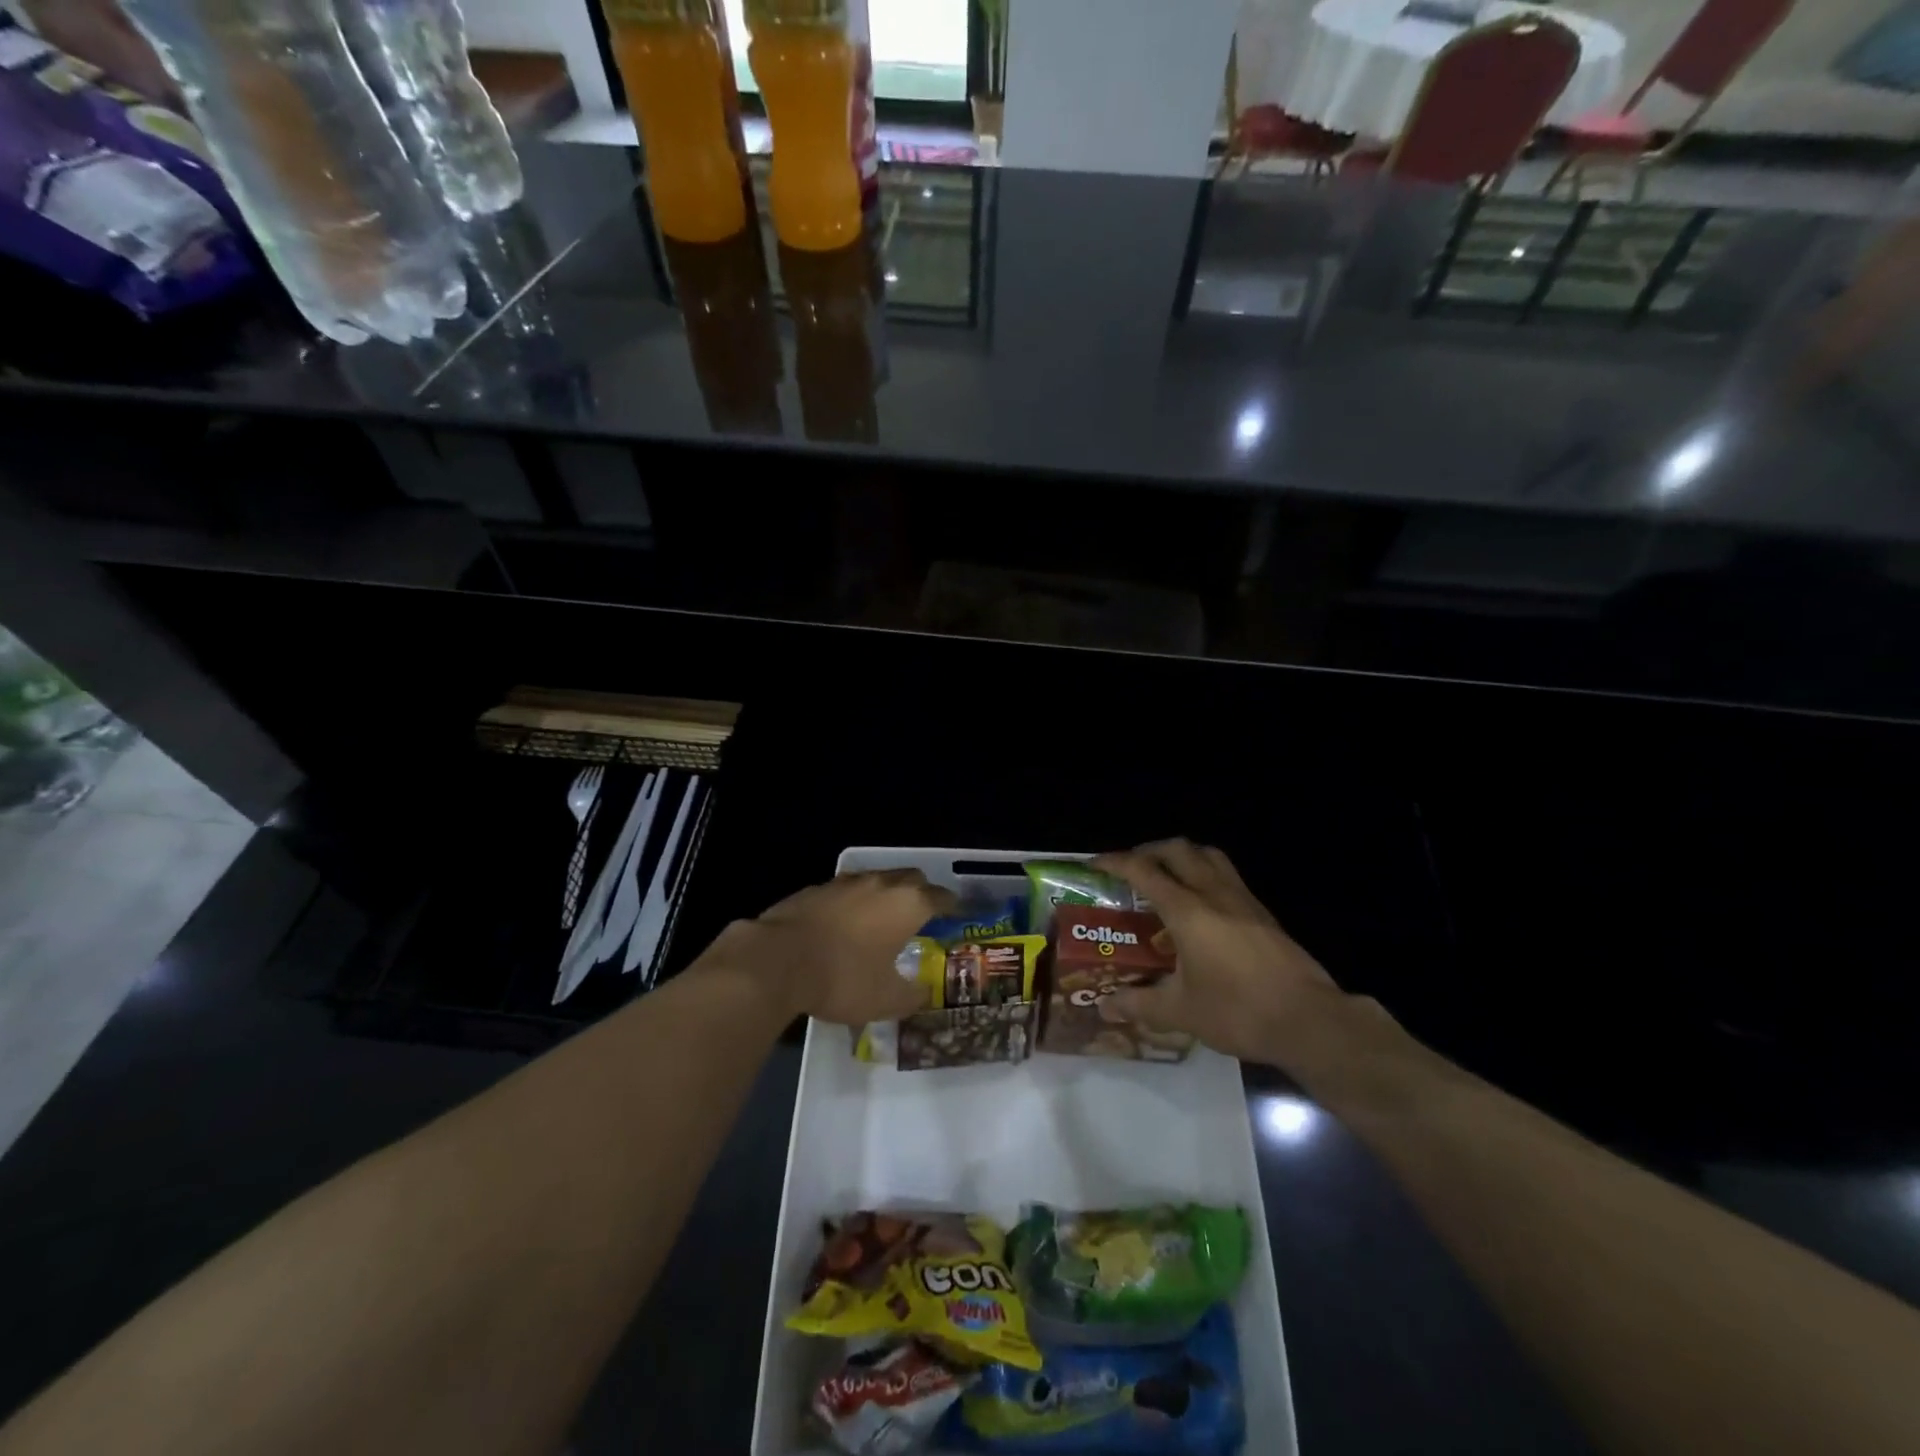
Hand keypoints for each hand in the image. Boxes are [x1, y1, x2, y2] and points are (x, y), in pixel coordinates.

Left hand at [719, 869, 956, 1025]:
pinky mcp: (815, 889)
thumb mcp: (885, 1000)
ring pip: (877, 879)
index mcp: (907, 904)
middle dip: (921, 892)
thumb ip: (911, 995)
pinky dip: (853, 903)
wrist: (777, 961)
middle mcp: (880, 884)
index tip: (957, 915)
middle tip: (922, 915)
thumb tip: (923, 993)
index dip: (952, 906)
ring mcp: (845, 882)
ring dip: (885, 894)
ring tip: (882, 919)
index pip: (940, 897)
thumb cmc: (842, 978)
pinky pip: (845, 891)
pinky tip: (844, 925)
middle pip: (911, 877)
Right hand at [1093, 840, 1353, 1068]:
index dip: (1115, 862)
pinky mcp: (1264, 915)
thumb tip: (1106, 1007)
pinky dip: (1205, 875)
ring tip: (1167, 877)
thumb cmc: (1239, 1011)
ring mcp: (1244, 901)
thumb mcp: (1181, 1012)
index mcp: (1188, 911)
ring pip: (1209, 856)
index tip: (1094, 865)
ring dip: (1182, 857)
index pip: (1144, 871)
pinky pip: (1228, 876)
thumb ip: (1139, 1004)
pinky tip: (1202, 907)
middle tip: (1131, 869)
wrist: (1311, 1022)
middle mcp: (1214, 894)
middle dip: (1149, 851)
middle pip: (1178, 850)